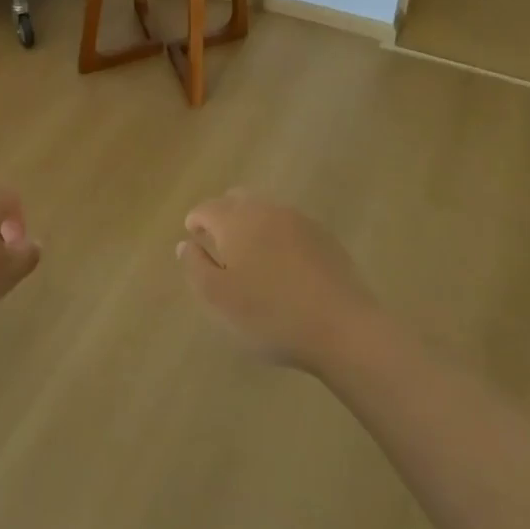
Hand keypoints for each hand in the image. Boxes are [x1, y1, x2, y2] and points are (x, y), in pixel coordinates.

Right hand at [177, 190, 376, 370]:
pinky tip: (283, 264)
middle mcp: (266, 210)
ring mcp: (299, 220)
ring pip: (265, 210)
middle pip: (237, 200)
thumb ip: (195, 266)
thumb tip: (186, 243)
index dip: (195, 221)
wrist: (343, 328)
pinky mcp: (324, 237)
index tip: (192, 237)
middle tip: (218, 244)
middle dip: (223, 216)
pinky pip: (290, 226)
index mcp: (236, 220)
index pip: (207, 208)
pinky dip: (277, 236)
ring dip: (251, 224)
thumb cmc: (270, 315)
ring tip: (250, 255)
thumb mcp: (218, 298)